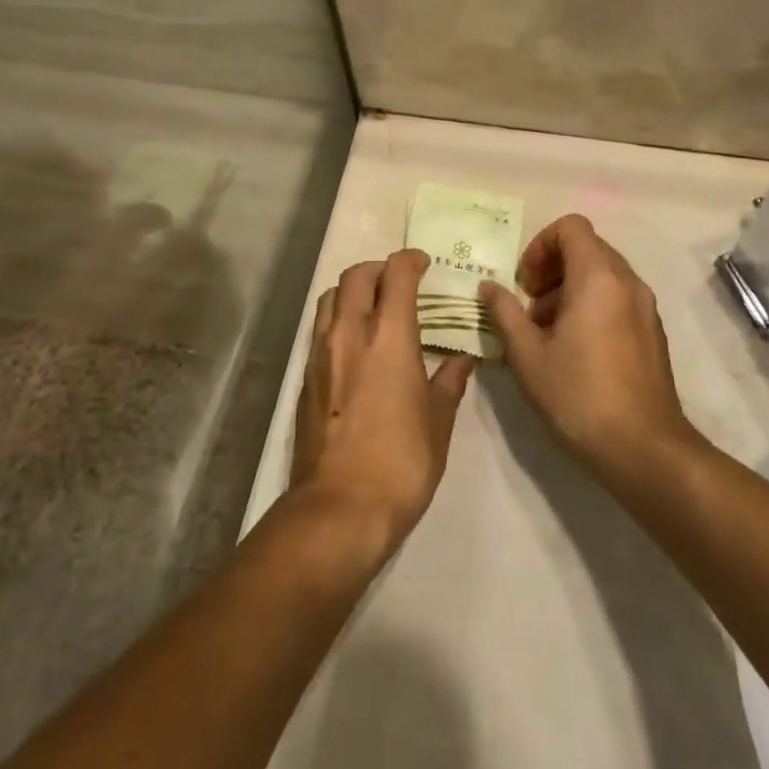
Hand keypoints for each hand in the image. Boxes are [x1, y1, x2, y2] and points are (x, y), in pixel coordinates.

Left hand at [290, 250, 475, 557]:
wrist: (340, 507)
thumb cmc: (402, 462)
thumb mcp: (438, 422)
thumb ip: (449, 383)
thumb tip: (463, 360)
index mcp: (389, 337)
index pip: (396, 275)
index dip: (410, 260)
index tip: (423, 263)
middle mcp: (350, 333)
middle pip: (356, 275)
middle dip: (379, 269)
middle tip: (398, 282)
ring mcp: (321, 353)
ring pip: (331, 297)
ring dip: (353, 290)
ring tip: (372, 307)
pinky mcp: (305, 377)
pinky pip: (319, 328)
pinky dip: (337, 319)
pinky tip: (353, 344)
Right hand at [482, 215, 695, 489]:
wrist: (645, 450)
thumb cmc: (579, 395)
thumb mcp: (528, 355)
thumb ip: (505, 313)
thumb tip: (489, 287)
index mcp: (598, 277)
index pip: (570, 226)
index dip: (540, 245)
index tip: (525, 283)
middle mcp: (627, 282)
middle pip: (587, 247)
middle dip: (552, 268)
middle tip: (530, 306)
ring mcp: (645, 307)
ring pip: (603, 274)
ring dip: (569, 288)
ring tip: (547, 332)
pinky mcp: (652, 332)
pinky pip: (617, 298)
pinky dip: (592, 306)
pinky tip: (574, 350)